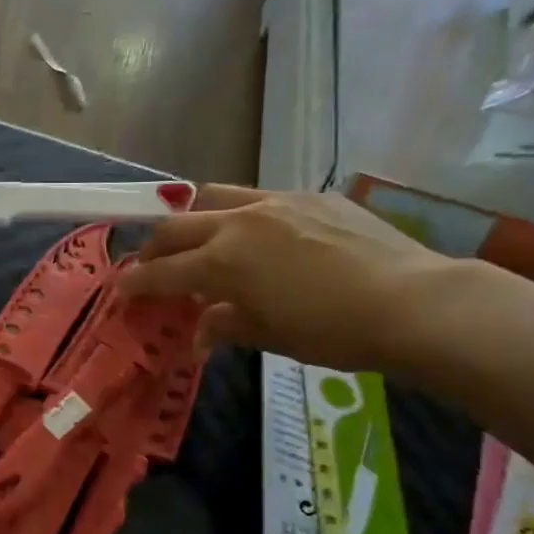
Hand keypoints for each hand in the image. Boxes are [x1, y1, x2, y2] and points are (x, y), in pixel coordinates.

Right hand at [121, 185, 450, 370]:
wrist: (412, 302)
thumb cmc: (333, 332)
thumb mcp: (270, 337)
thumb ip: (226, 325)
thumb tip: (200, 332)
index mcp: (223, 262)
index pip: (162, 272)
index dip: (137, 283)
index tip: (122, 290)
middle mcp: (239, 223)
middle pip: (176, 226)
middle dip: (154, 247)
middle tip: (150, 265)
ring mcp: (276, 202)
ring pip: (214, 197)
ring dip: (192, 218)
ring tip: (196, 237)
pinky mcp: (311, 196)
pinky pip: (260, 198)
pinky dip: (242, 216)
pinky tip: (261, 236)